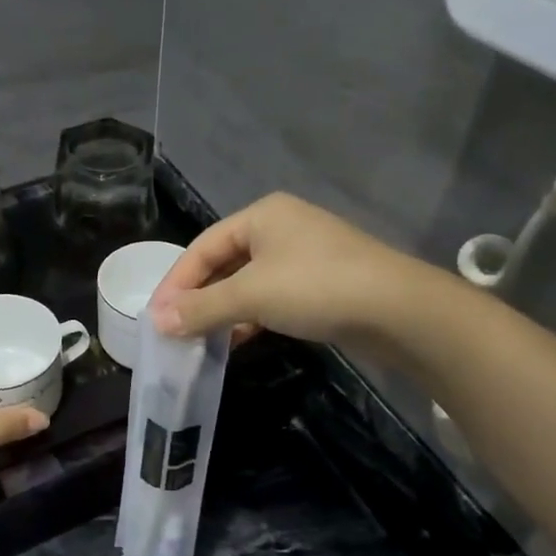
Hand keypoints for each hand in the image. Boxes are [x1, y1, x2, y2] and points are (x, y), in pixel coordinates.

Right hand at [149, 193, 443, 357]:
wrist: (400, 311)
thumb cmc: (316, 287)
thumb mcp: (251, 295)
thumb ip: (201, 308)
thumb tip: (157, 322)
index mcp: (261, 215)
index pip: (202, 247)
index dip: (176, 282)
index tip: (156, 317)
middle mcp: (281, 228)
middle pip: (224, 263)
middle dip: (198, 297)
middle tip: (174, 330)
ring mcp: (304, 256)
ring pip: (248, 282)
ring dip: (222, 310)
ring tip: (199, 339)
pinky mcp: (321, 284)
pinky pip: (271, 297)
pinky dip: (250, 316)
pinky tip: (237, 339)